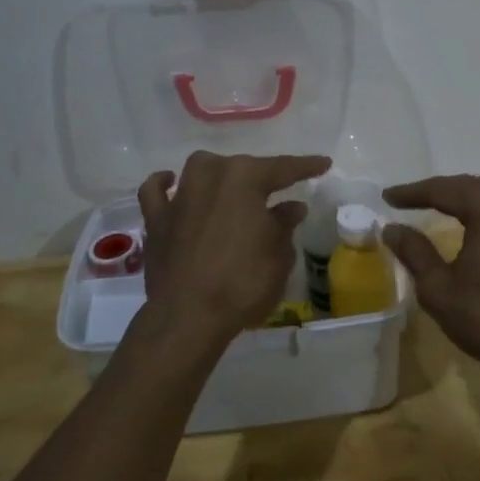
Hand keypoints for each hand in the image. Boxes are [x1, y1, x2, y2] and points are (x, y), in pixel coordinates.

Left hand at [135, 151, 330, 350]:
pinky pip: (157, 192)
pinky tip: (172, 184)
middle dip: (262, 177)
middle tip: (279, 191)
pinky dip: (164, 186)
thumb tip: (291, 207)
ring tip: (232, 187)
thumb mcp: (279, 256)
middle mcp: (210, 175)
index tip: (323, 164)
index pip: (283, 168)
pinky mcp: (157, 219)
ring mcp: (180, 196)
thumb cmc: (243, 283)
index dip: (306, 166)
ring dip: (219, 175)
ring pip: (202, 170)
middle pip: (242, 167)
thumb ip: (284, 225)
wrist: (189, 316)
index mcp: (245, 177)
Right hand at [381, 173, 479, 378]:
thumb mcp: (440, 289)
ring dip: (463, 200)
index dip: (411, 193)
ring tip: (437, 208)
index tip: (386, 197)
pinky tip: (474, 225)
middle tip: (408, 200)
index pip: (441, 190)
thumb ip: (414, 252)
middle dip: (437, 192)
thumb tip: (392, 228)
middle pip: (468, 186)